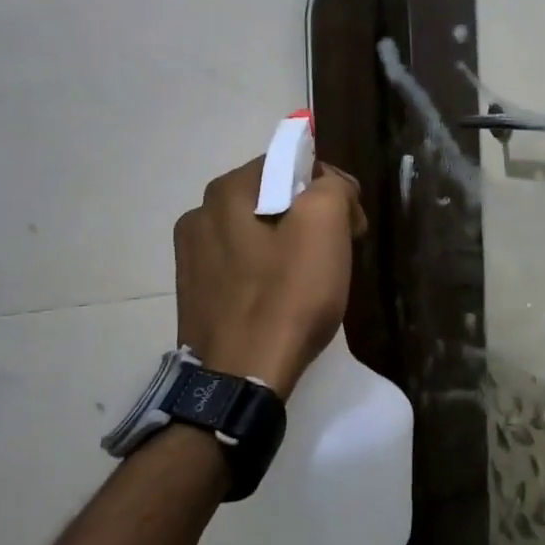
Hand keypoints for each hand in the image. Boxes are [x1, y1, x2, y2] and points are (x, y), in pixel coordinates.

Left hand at [173, 157, 365, 398]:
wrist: (241, 380)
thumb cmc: (287, 298)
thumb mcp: (325, 226)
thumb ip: (333, 186)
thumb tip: (332, 187)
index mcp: (225, 191)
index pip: (291, 164)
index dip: (331, 186)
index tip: (353, 225)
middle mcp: (199, 214)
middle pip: (273, 196)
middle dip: (312, 215)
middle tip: (339, 251)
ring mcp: (191, 256)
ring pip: (258, 231)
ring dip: (289, 243)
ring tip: (312, 278)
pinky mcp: (194, 292)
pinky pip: (242, 264)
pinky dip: (267, 270)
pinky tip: (282, 297)